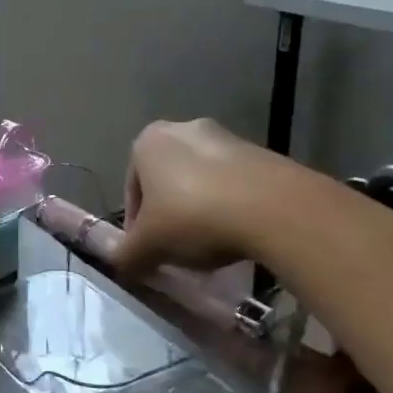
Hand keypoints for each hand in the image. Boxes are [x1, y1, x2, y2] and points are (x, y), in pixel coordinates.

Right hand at [111, 120, 295, 274]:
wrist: (273, 208)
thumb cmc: (193, 217)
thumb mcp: (148, 246)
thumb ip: (126, 254)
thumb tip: (120, 263)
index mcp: (147, 142)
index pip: (132, 189)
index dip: (137, 226)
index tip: (149, 252)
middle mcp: (182, 129)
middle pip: (167, 182)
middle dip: (170, 214)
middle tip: (178, 249)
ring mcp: (225, 137)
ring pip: (202, 182)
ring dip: (201, 211)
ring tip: (212, 245)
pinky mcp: (261, 153)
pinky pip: (235, 184)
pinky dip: (232, 207)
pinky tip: (239, 235)